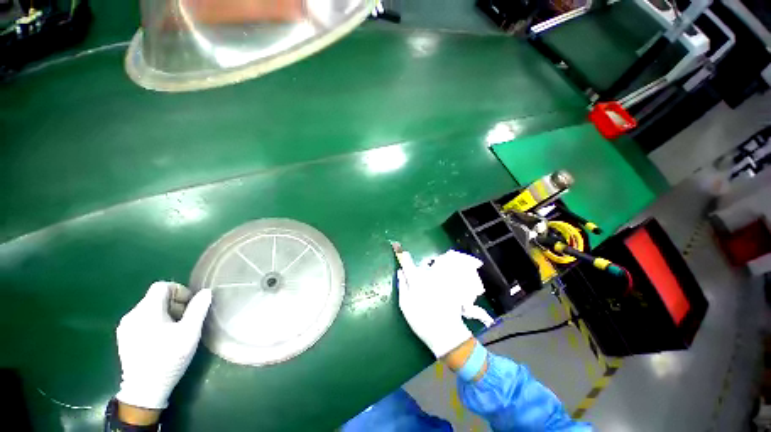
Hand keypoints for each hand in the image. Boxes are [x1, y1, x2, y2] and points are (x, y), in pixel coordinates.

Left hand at [115, 281, 211, 409]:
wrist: (144, 389)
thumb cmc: (169, 358)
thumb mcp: (190, 333)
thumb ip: (198, 309)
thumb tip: (206, 292)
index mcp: (147, 310)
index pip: (162, 286)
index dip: (179, 291)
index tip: (190, 306)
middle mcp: (132, 314)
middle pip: (155, 298)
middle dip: (174, 305)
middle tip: (185, 321)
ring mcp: (125, 327)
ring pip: (148, 309)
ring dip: (165, 314)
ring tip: (175, 332)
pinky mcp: (123, 338)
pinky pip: (141, 321)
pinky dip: (154, 323)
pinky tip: (161, 340)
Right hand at [396, 250, 485, 357]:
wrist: (447, 333)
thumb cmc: (421, 320)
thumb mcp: (405, 305)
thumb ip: (402, 285)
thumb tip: (400, 271)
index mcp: (416, 279)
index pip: (407, 262)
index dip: (401, 254)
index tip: (397, 247)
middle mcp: (429, 275)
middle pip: (419, 269)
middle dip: (414, 275)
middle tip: (415, 293)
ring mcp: (440, 279)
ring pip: (428, 275)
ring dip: (425, 281)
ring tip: (426, 299)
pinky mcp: (449, 285)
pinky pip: (438, 280)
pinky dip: (434, 285)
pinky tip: (436, 299)